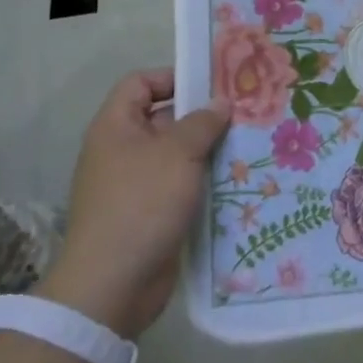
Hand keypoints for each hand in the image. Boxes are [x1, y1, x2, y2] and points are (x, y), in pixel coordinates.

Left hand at [39, 69, 229, 338]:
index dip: (173, 77)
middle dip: (201, 116)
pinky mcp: (150, 214)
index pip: (141, 83)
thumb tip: (220, 104)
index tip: (212, 85)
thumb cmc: (142, 203)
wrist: (113, 284)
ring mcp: (135, 184)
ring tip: (248, 145)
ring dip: (208, 151)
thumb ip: (202, 122)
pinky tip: (237, 181)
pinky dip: (204, 182)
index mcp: (116, 126)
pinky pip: (180, 186)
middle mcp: (122, 151)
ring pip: (176, 155)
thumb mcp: (178, 153)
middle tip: (244, 114)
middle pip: (163, 118)